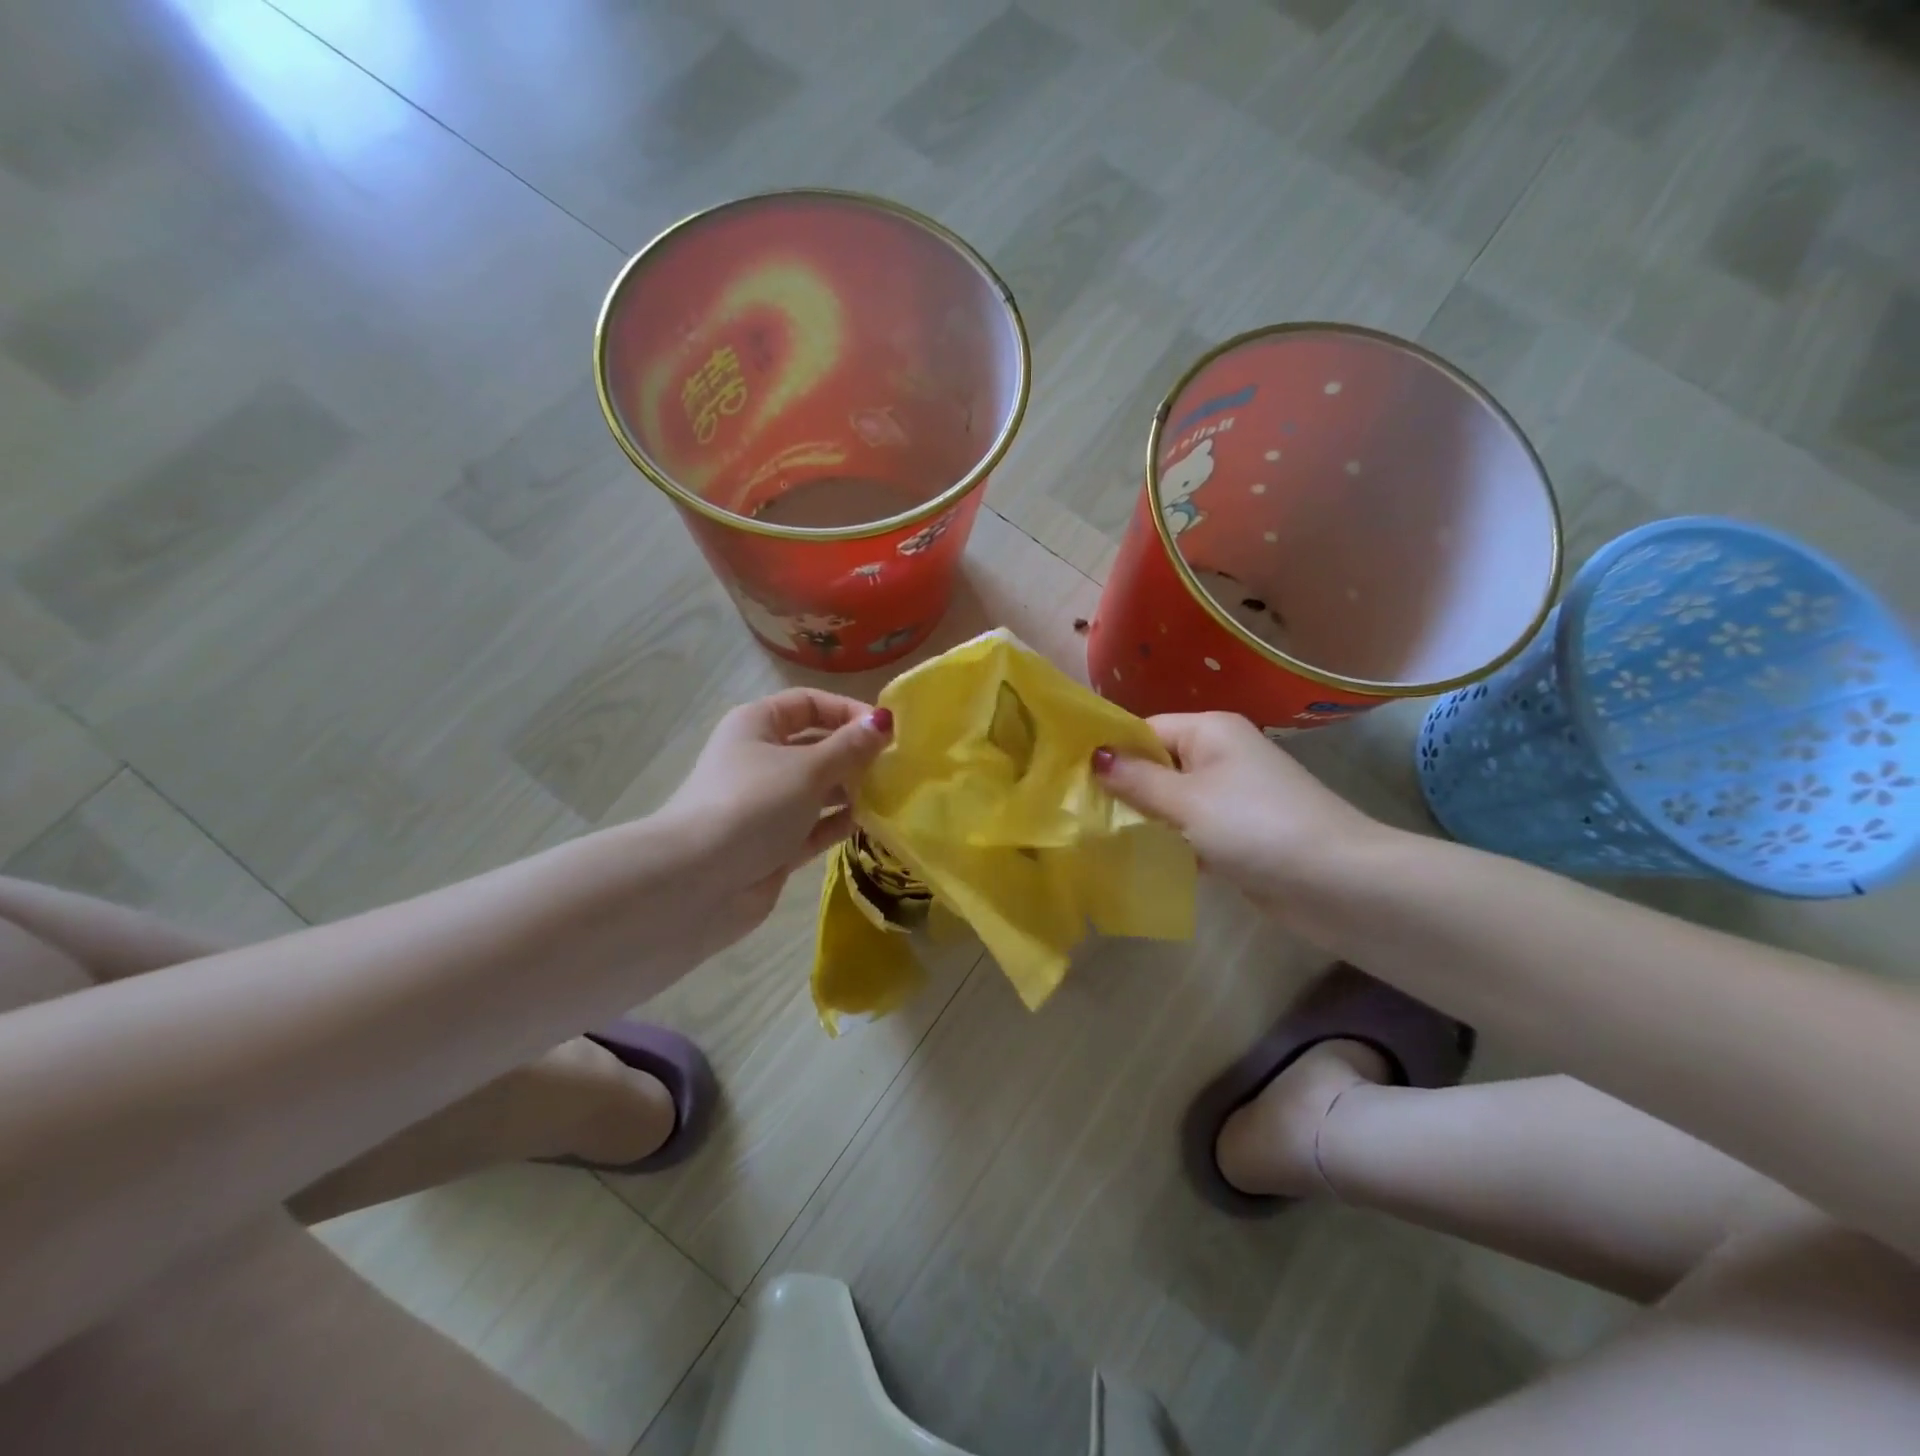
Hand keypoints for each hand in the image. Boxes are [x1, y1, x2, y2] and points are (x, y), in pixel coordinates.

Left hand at [655, 688, 892, 939]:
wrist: (697, 882)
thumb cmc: (753, 805)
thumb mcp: (807, 768)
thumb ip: (849, 747)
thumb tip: (883, 721)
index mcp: (757, 726)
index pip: (809, 704)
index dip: (847, 711)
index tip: (885, 730)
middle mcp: (760, 760)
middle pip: (815, 746)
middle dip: (853, 753)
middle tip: (895, 766)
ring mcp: (766, 805)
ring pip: (817, 788)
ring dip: (850, 789)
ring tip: (889, 794)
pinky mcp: (773, 844)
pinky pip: (813, 825)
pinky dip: (838, 822)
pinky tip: (868, 822)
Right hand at [1092, 712, 1380, 909]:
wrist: (1337, 883)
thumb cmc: (1255, 826)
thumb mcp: (1186, 800)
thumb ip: (1136, 780)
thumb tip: (1095, 755)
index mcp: (1210, 731)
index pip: (1146, 729)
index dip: (1111, 752)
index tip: (1072, 779)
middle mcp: (1220, 755)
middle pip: (1157, 764)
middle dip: (1124, 788)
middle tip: (1080, 813)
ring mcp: (1231, 796)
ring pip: (1172, 800)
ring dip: (1145, 818)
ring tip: (1099, 837)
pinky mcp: (1238, 834)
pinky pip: (1191, 829)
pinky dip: (1170, 842)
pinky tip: (1140, 859)